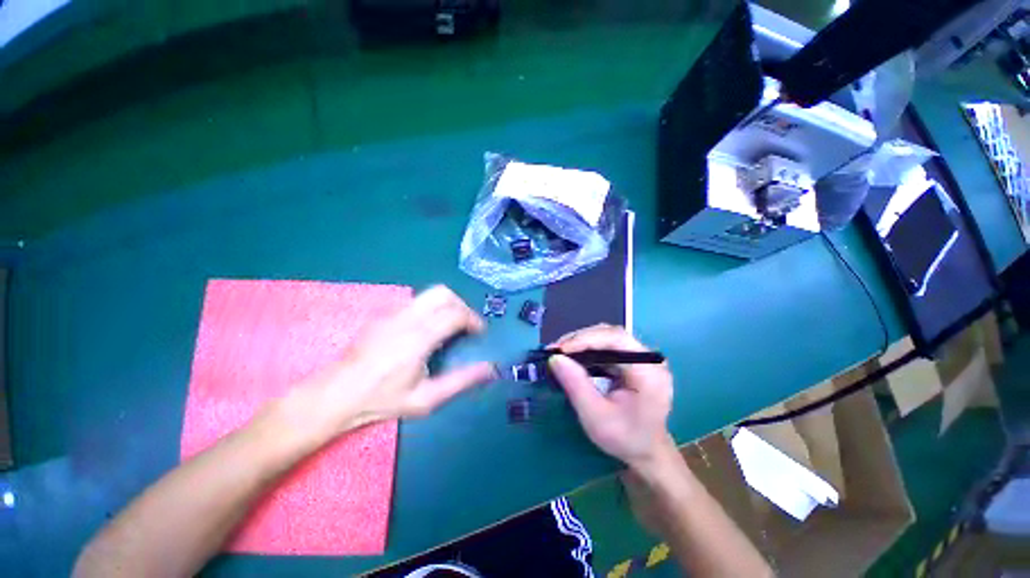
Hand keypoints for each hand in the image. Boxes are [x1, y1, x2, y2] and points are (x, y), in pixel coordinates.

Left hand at [291, 285, 495, 438]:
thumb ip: (462, 380)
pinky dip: (431, 309)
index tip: (480, 333)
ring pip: (429, 294)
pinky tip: (427, 331)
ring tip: (450, 326)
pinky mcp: (384, 314)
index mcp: (418, 338)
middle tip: (466, 325)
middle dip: (462, 305)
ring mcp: (392, 313)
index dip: (473, 320)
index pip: (455, 314)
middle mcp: (405, 318)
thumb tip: (491, 369)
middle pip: (443, 293)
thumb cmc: (382, 400)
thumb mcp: (426, 399)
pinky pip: (416, 302)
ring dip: (447, 305)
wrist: (336, 394)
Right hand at [548, 324, 674, 471]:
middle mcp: (648, 358)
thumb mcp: (596, 417)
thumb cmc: (625, 438)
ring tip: (560, 352)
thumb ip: (576, 385)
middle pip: (611, 334)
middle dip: (580, 339)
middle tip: (555, 350)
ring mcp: (641, 358)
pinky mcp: (632, 361)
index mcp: (649, 371)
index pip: (617, 339)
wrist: (647, 451)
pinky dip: (587, 349)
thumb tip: (555, 358)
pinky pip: (607, 346)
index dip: (587, 339)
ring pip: (607, 337)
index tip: (561, 349)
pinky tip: (573, 355)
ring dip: (581, 342)